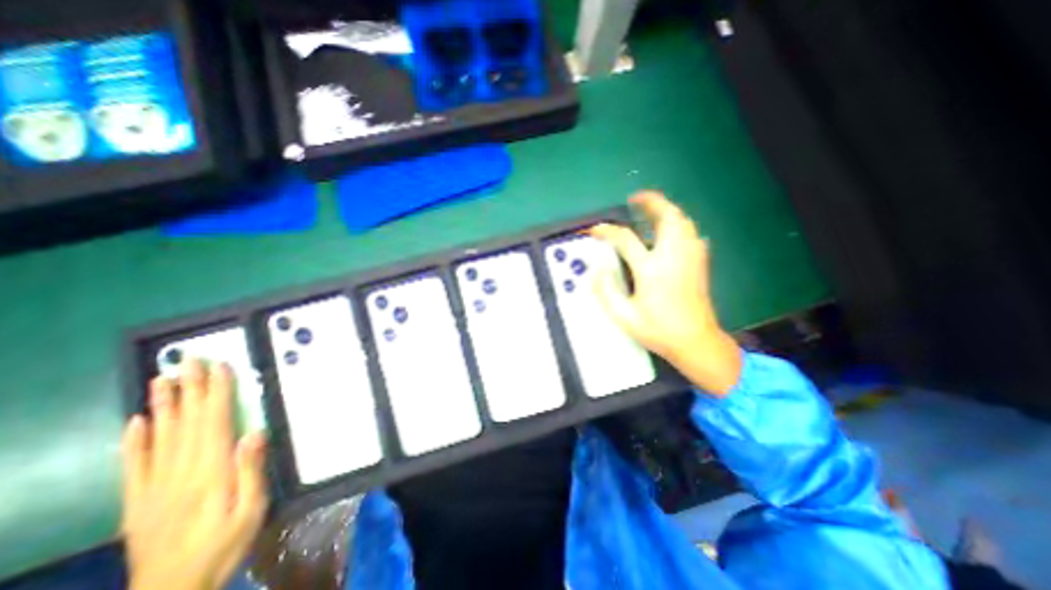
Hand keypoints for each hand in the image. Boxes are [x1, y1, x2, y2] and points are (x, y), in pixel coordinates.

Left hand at [121, 359, 265, 589]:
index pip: (213, 422)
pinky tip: (135, 422)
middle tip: (188, 361)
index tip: (219, 367)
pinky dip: (133, 441)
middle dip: (189, 389)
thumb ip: (251, 470)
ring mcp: (153, 486)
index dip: (217, 393)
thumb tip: (255, 432)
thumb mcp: (251, 510)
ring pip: (158, 436)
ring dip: (162, 405)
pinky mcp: (138, 500)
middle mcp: (178, 472)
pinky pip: (133, 465)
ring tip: (162, 379)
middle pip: (184, 422)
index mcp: (209, 472)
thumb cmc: (223, 544)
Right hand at [588, 191, 741, 395]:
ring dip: (666, 210)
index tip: (595, 229)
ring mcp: (690, 258)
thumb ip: (606, 292)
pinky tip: (669, 232)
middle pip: (667, 217)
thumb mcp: (624, 317)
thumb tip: (597, 270)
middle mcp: (673, 257)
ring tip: (650, 210)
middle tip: (635, 199)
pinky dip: (678, 224)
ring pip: (683, 221)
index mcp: (651, 270)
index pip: (625, 239)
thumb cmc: (658, 330)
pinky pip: (690, 232)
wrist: (696, 342)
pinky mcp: (699, 263)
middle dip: (651, 202)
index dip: (607, 231)